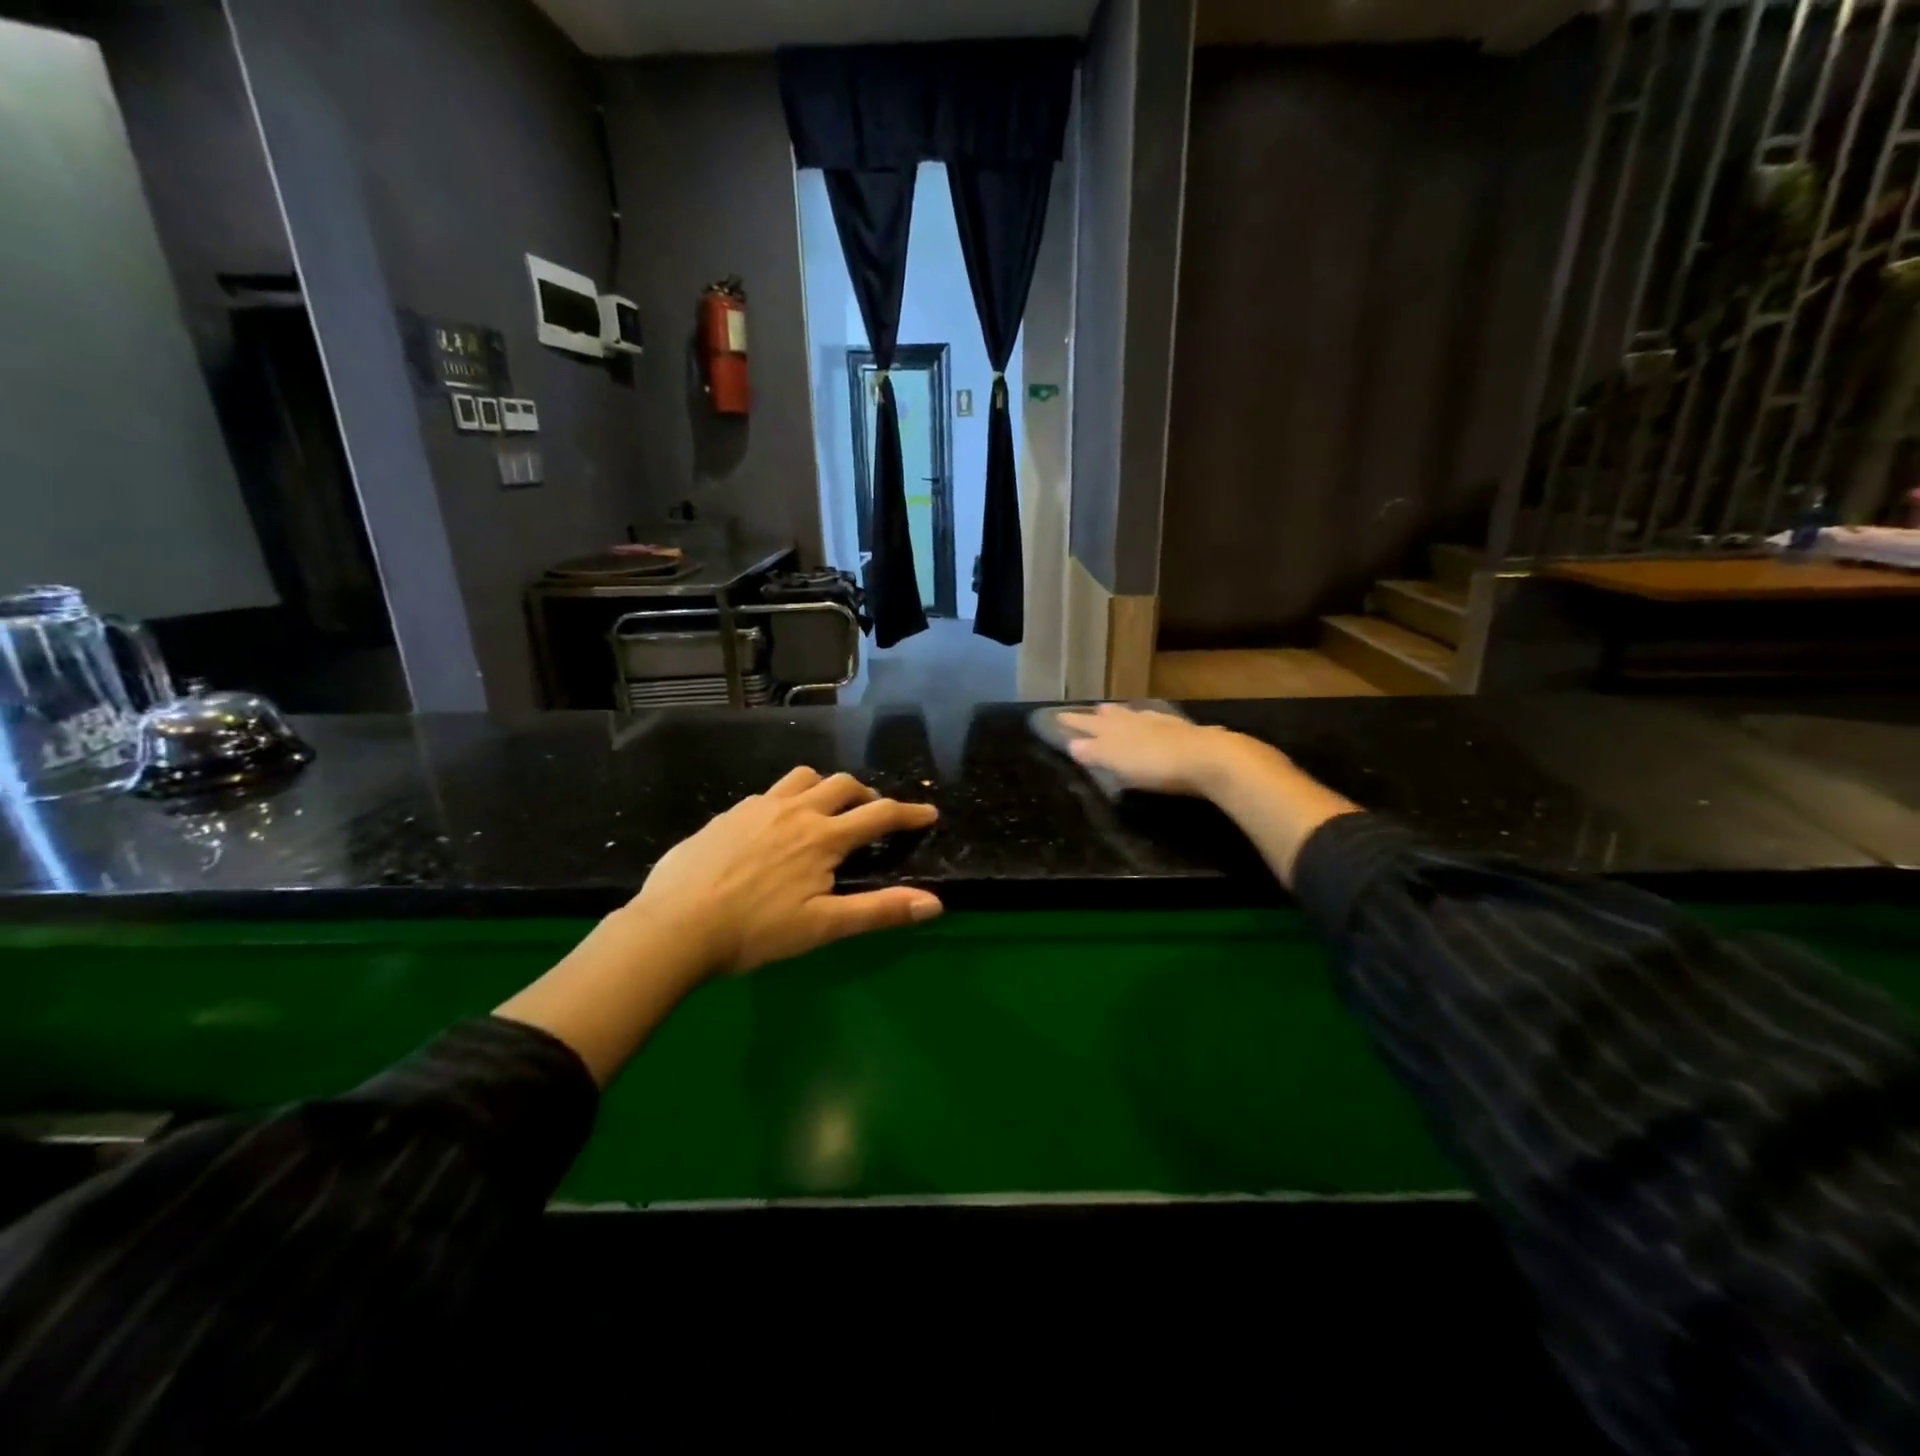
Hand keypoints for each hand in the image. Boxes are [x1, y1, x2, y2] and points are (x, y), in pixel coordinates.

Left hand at [628, 766, 941, 976]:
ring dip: (826, 787)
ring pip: (803, 778)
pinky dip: (789, 799)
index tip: (929, 812)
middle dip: (867, 795)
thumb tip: (935, 903)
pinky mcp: (729, 814)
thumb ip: (880, 911)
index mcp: (823, 837)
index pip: (879, 815)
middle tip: (875, 814)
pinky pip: (769, 793)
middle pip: (843, 785)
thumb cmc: (755, 931)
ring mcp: (758, 807)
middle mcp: (795, 811)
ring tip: (827, 808)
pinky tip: (776, 824)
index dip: (909, 813)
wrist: (675, 925)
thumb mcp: (823, 927)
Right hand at [1056, 703, 1257, 798]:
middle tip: (1089, 712)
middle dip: (1097, 715)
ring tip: (1115, 713)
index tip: (1057, 717)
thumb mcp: (1117, 761)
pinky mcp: (1184, 732)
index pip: (1087, 724)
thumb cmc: (1154, 763)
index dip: (1072, 722)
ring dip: (1123, 715)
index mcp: (1115, 728)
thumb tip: (1072, 743)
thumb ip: (1094, 752)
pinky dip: (1147, 722)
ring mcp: (1161, 723)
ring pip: (1135, 716)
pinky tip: (1154, 725)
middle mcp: (1135, 720)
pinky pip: (1156, 722)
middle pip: (1112, 716)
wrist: (1207, 758)